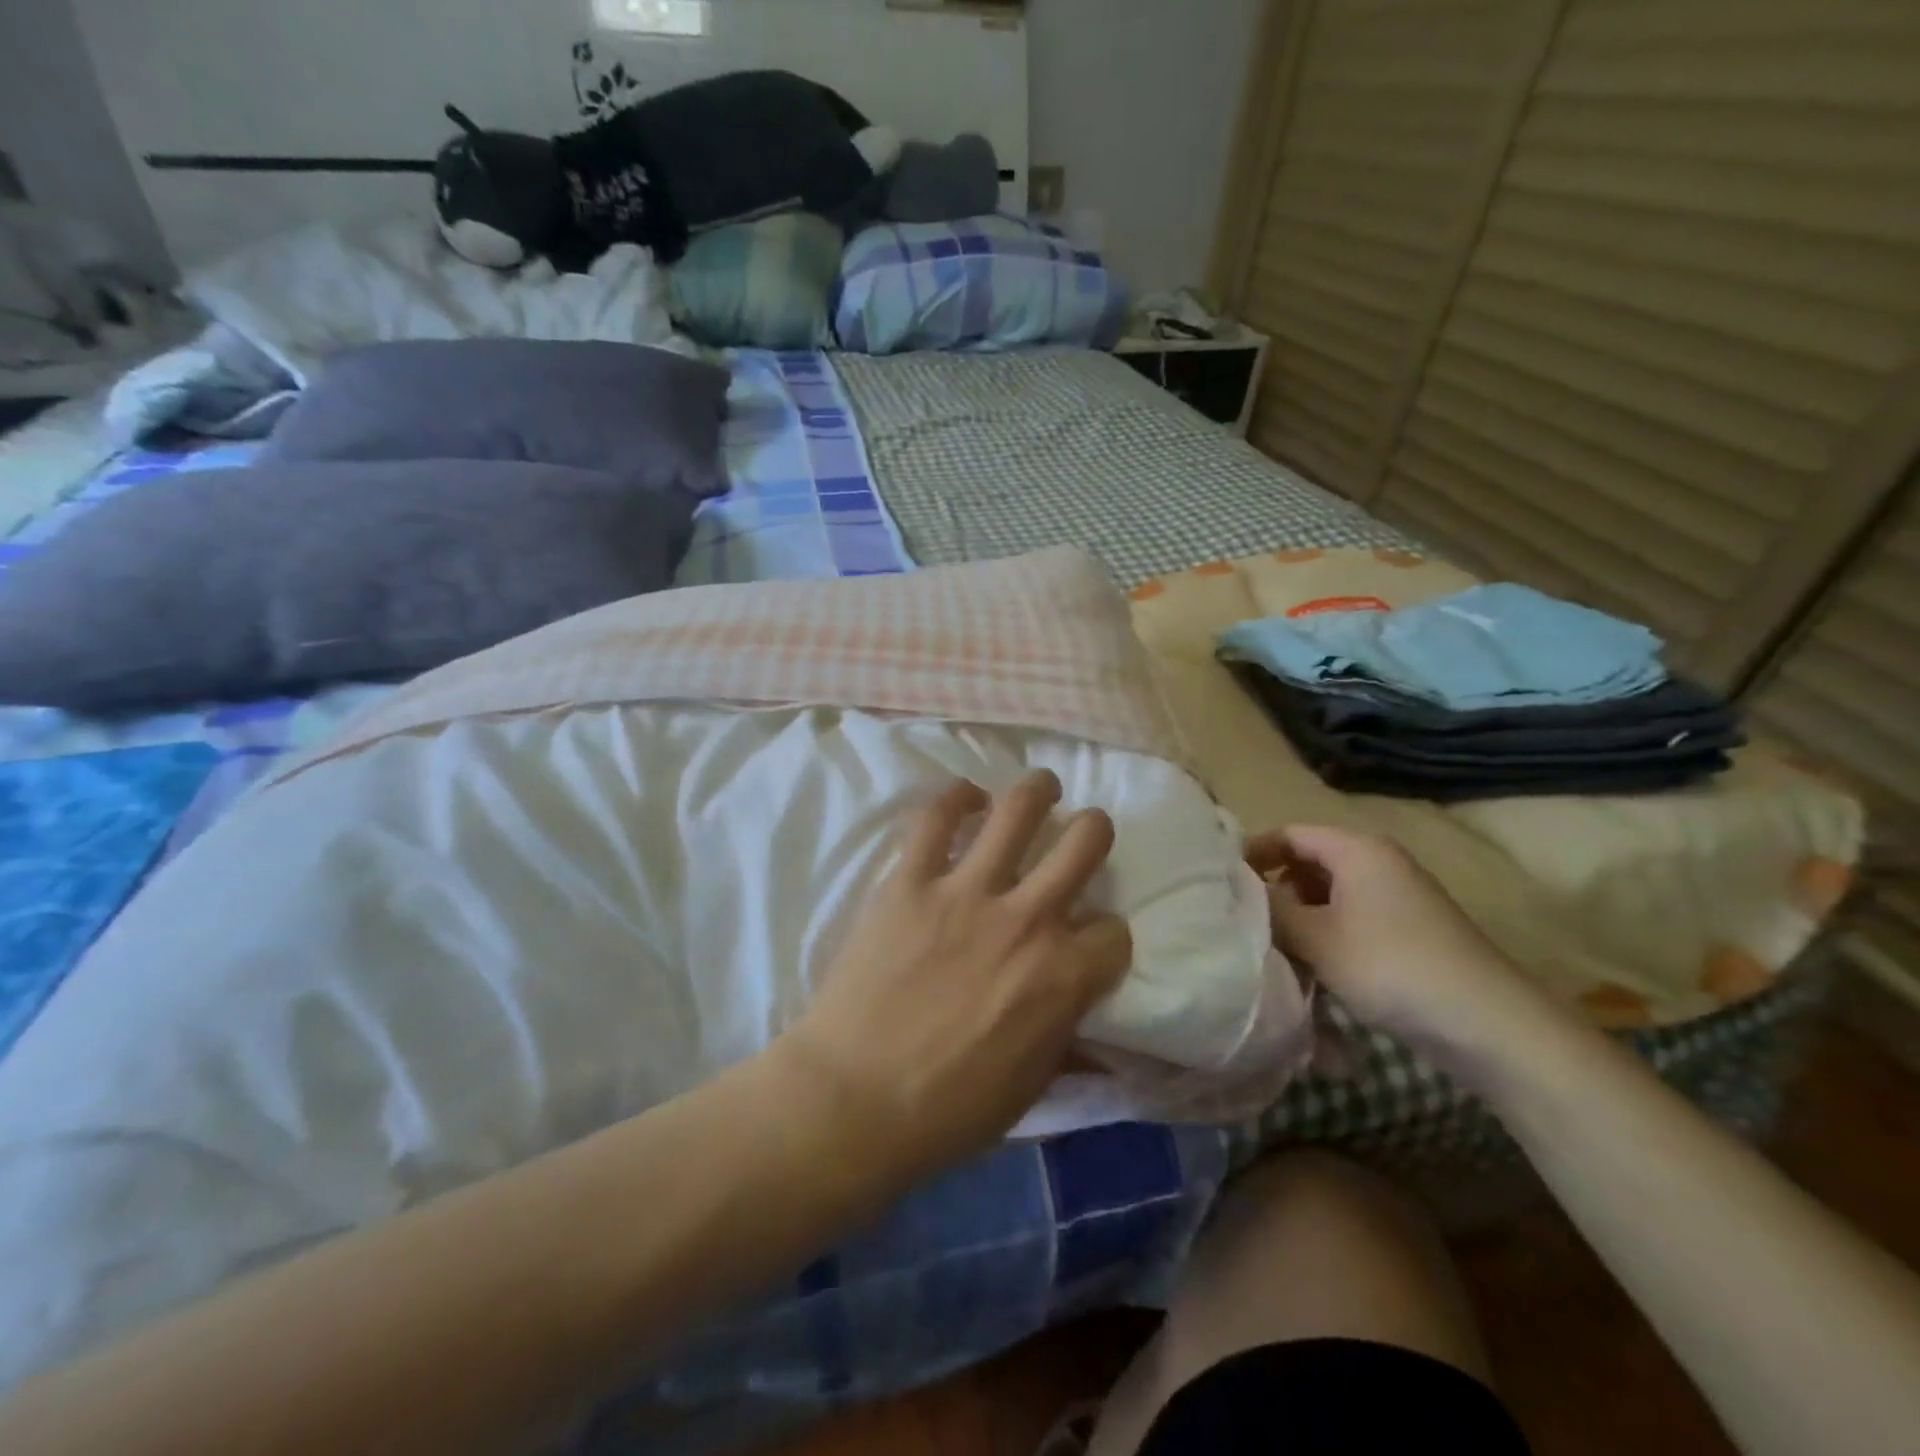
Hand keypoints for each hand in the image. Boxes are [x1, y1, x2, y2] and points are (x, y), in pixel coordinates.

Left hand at [780, 771, 1132, 1180]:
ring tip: (1041, 787)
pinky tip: (966, 797)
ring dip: (1038, 791)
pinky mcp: (911, 880)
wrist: (855, 1099)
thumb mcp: (1031, 1086)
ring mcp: (967, 892)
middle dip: (1093, 832)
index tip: (1090, 940)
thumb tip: (1088, 1020)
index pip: (1115, 931)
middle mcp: (1028, 919)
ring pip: (1019, 810)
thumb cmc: (949, 1110)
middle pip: (1086, 842)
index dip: (1107, 936)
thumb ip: (1068, 1037)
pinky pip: (937, 818)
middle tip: (1082, 833)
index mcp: (1064, 975)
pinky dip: (956, 798)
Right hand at [1247, 825, 1548, 1075]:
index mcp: (1357, 849)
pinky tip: (1316, 970)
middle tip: (1246, 921)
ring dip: (1301, 918)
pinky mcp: (1411, 930)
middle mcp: (1379, 863)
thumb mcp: (1317, 938)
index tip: (1222, 883)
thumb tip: (1243, 892)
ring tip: (1277, 950)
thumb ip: (1273, 909)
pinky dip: (1329, 936)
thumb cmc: (1391, 966)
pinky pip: (1354, 919)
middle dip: (1276, 890)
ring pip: (1331, 895)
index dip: (1254, 853)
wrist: (1488, 1023)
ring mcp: (1399, 897)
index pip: (1290, 834)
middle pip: (1310, 863)